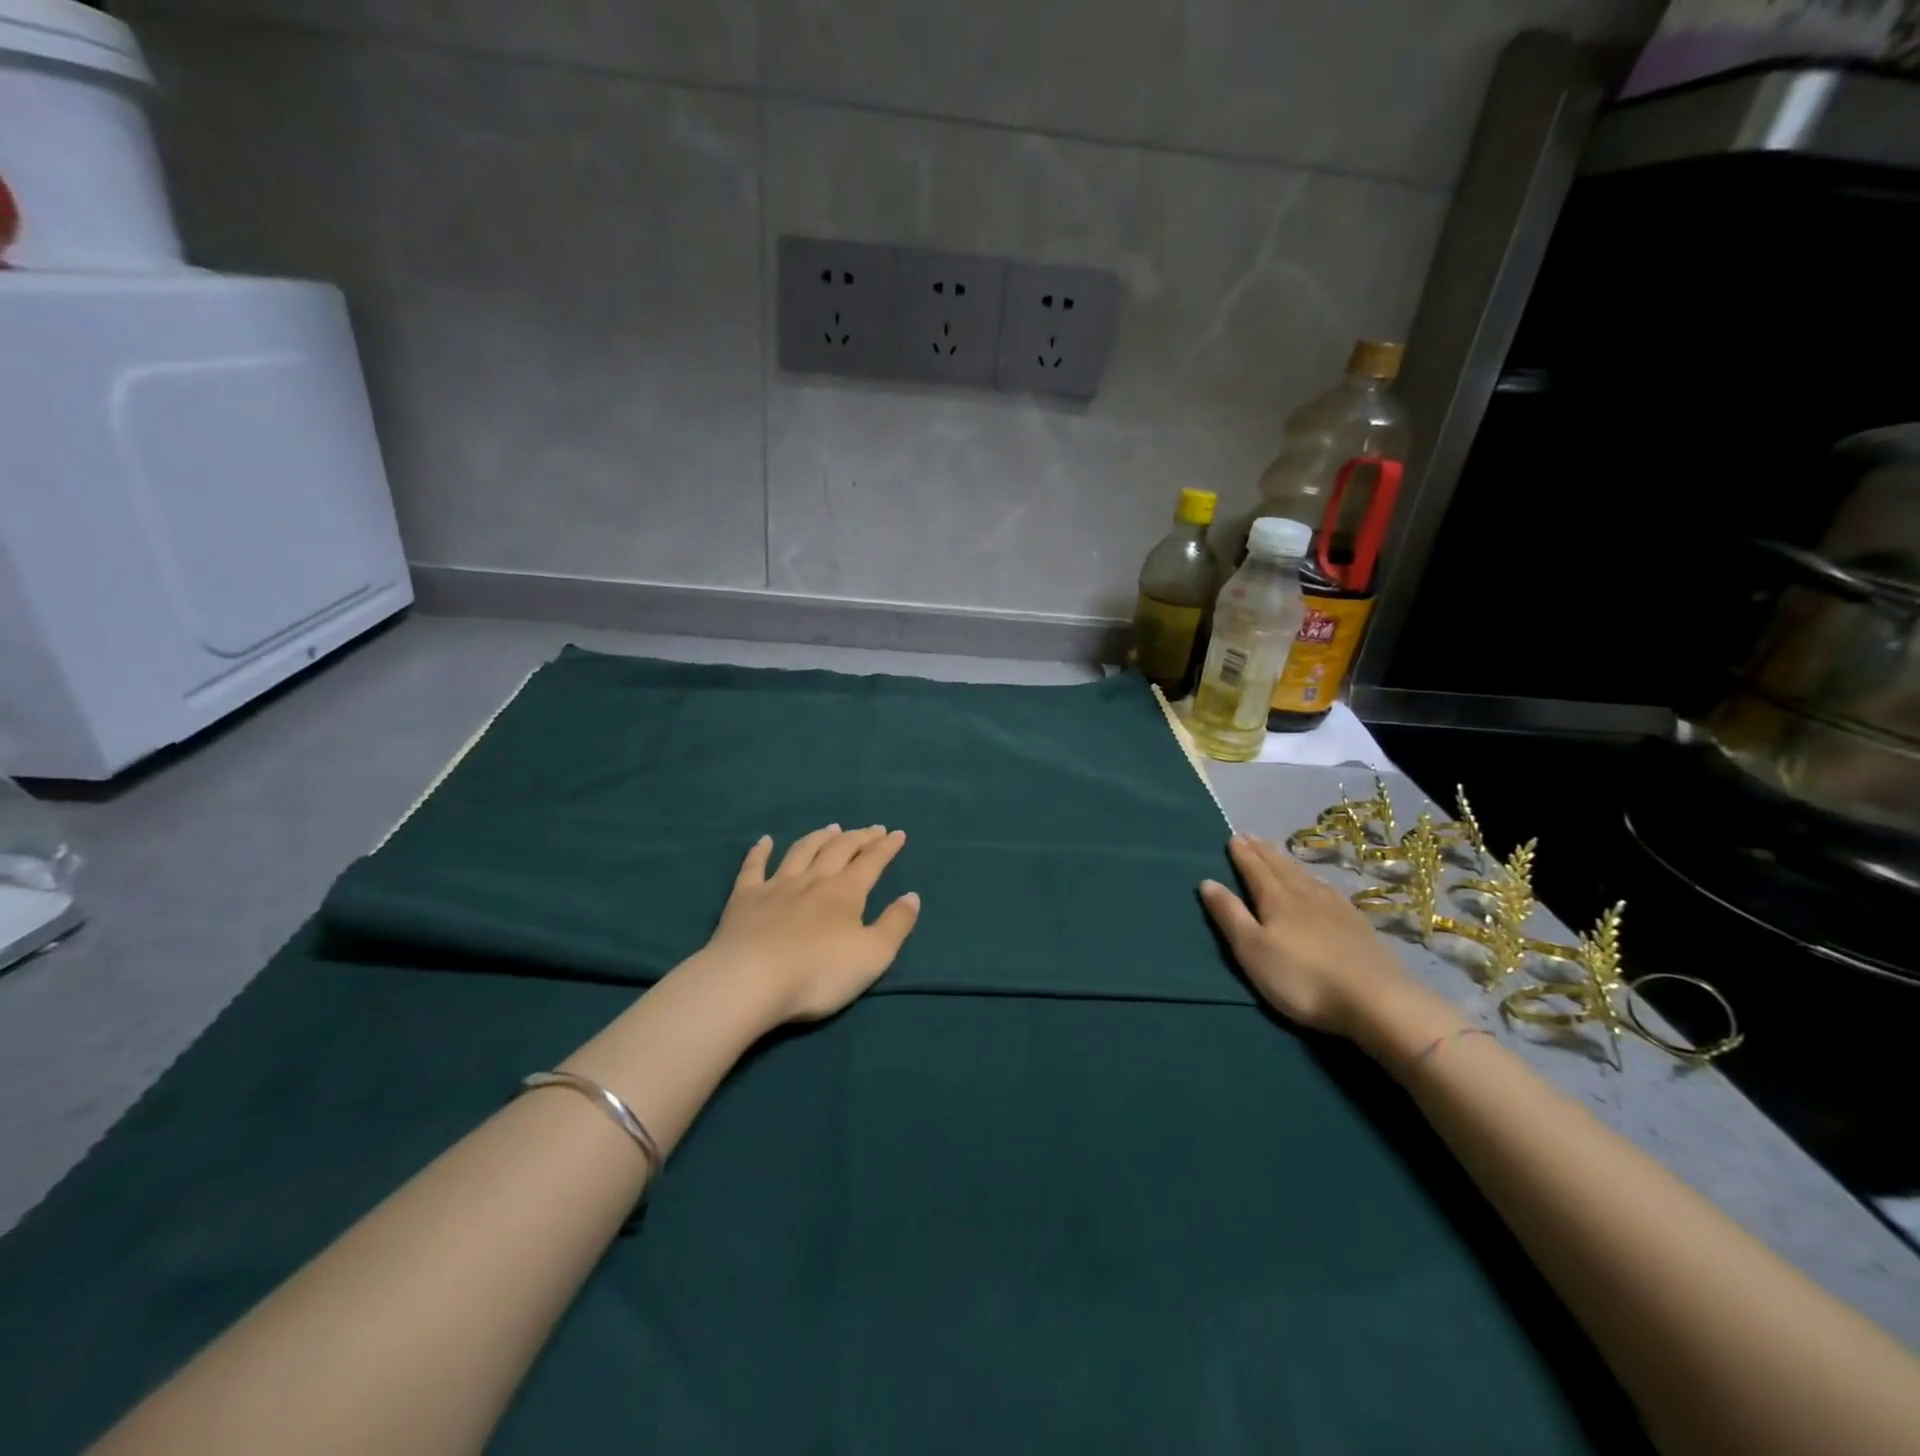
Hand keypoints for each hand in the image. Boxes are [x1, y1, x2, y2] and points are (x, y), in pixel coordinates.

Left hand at [699, 824, 920, 1023]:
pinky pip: (753, 867)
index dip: (886, 847)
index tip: (897, 833)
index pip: (871, 861)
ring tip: (831, 828)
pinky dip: (760, 851)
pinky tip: (764, 840)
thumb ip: (896, 924)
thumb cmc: (818, 973)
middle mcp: (813, 880)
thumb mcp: (873, 956)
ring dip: (818, 837)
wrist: (749, 981)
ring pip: (801, 851)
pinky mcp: (744, 898)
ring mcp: (776, 886)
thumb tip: (912, 896)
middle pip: (839, 849)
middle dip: (858, 837)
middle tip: (871, 829)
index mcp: (845, 892)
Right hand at [1200, 833, 1461, 1051]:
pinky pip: (1328, 889)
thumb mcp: (1253, 950)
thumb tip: (1207, 882)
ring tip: (1277, 852)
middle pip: (1280, 867)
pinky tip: (1319, 883)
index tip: (1233, 837)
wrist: (1376, 1000)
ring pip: (1305, 876)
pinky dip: (1315, 879)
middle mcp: (1305, 895)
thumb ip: (1230, 915)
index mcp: (1276, 900)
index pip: (1254, 870)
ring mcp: (1335, 908)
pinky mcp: (1357, 924)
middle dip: (1263, 851)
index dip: (1242, 854)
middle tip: (1250, 836)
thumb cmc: (1302, 978)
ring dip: (1287, 861)